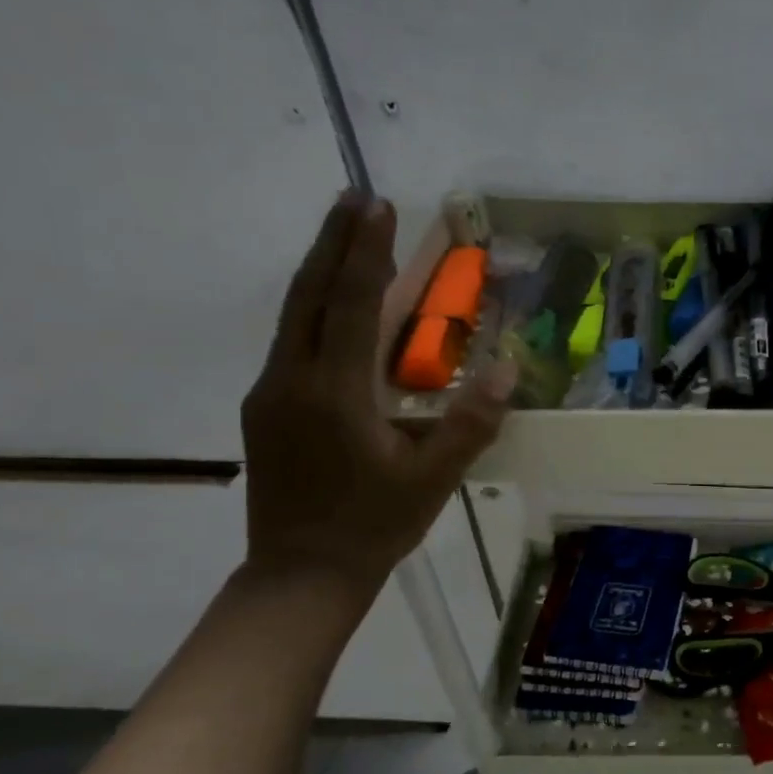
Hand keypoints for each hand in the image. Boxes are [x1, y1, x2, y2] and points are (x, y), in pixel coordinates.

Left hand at [241, 191, 513, 588]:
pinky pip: (293, 343)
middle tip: (356, 198)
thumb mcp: (433, 479)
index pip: (348, 305)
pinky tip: (335, 308)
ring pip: (293, 316)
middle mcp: (292, 380)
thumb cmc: (374, 526)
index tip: (378, 206)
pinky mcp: (267, 410)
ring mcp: (272, 394)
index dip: (365, 253)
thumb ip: (470, 423)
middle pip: (308, 295)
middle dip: (333, 242)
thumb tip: (505, 367)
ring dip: (320, 270)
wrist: (302, 574)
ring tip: (346, 237)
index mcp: (334, 394)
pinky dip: (315, 309)